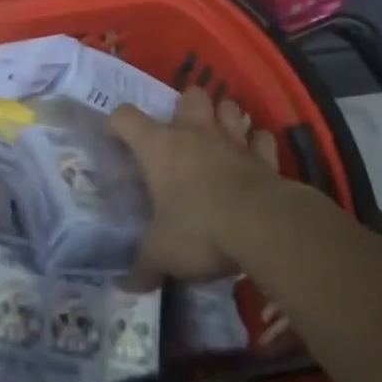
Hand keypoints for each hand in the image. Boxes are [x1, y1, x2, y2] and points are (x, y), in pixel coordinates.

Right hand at [111, 87, 280, 287]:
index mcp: (158, 146)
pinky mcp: (264, 157)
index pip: (125, 117)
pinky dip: (258, 145)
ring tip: (219, 136)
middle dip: (185, 107)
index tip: (116, 140)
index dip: (117, 124)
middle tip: (181, 133)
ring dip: (225, 117)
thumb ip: (143, 266)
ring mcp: (232, 140)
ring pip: (229, 108)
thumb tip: (126, 286)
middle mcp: (194, 133)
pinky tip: (255, 156)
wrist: (262, 226)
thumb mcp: (162, 253)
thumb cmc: (199, 229)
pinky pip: (262, 139)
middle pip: (189, 95)